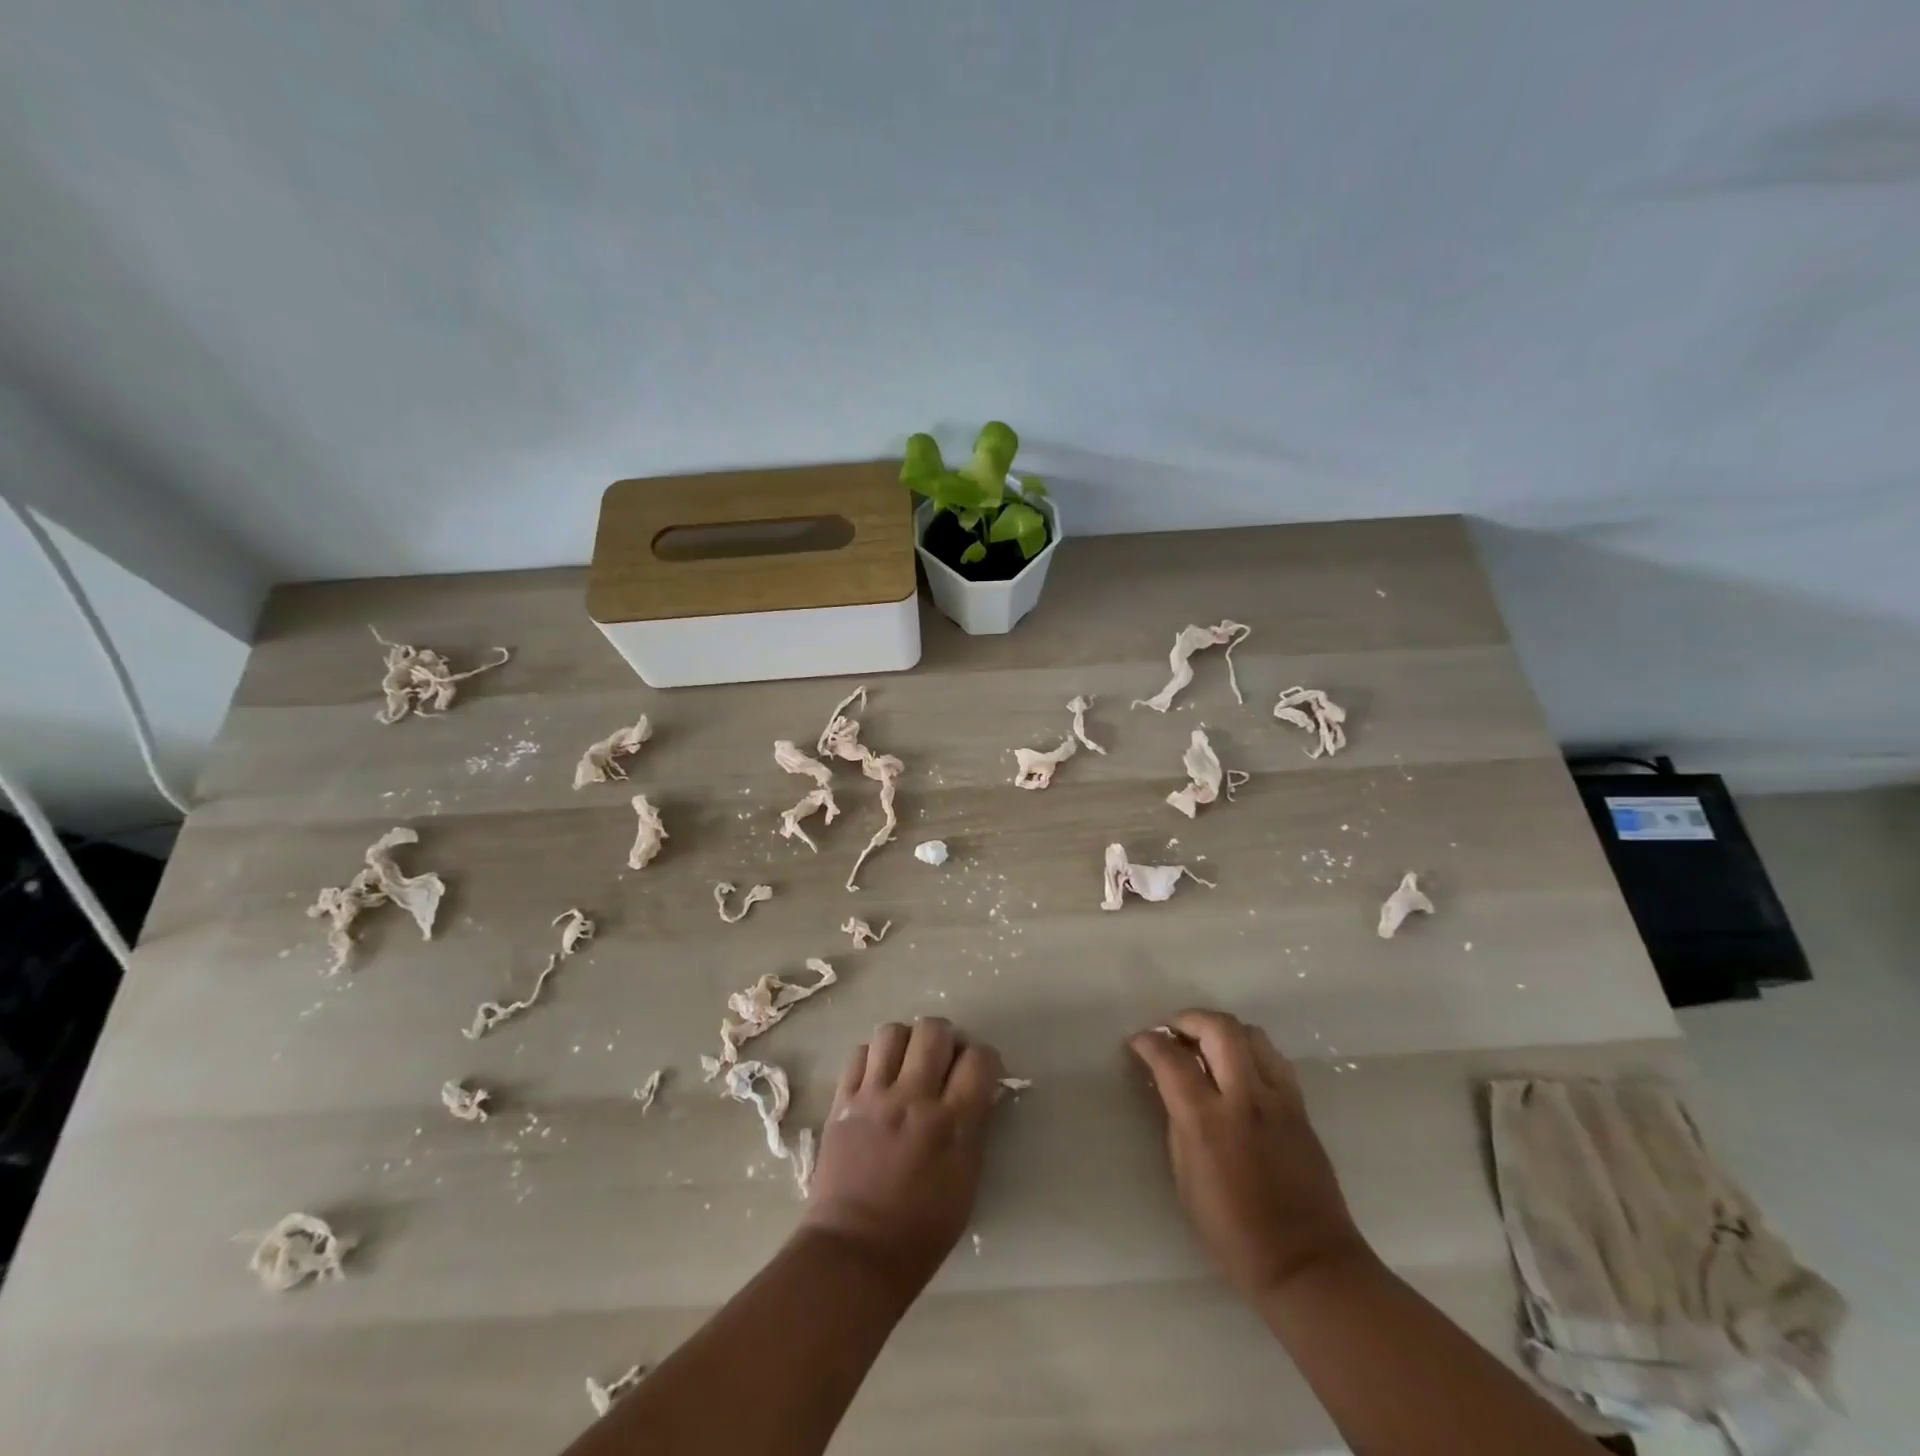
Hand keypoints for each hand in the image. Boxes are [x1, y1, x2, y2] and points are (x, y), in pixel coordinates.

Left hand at [800, 1018, 1003, 1289]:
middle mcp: (913, 1098)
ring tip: (907, 1064)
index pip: (979, 1059)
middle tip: (943, 1061)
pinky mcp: (842, 1101)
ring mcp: (874, 1096)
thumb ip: (976, 1129)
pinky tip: (877, 1078)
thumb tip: (983, 1092)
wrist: (854, 1253)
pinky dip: (872, 1058)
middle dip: (945, 1038)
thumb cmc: (920, 1231)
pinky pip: (859, 1053)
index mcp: (951, 1123)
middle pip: (934, 1030)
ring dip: (906, 1042)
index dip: (985, 1059)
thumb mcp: (966, 1183)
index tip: (979, 1073)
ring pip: (892, 1031)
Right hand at [1129, 1009, 1370, 1301]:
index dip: (1148, 1042)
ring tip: (1206, 1044)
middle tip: (1172, 1029)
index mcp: (1207, 1121)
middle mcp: (1244, 1098)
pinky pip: (1273, 1058)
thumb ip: (1176, 1122)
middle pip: (1219, 1028)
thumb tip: (1168, 1086)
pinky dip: (1249, 1050)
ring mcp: (1278, 1099)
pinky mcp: (1301, 1107)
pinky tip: (1238, 1068)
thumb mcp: (1185, 1178)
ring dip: (1222, 1030)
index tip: (1137, 1042)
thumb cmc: (1233, 1231)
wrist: (1307, 1263)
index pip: (1171, 1059)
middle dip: (1189, 1018)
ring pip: (1251, 1034)